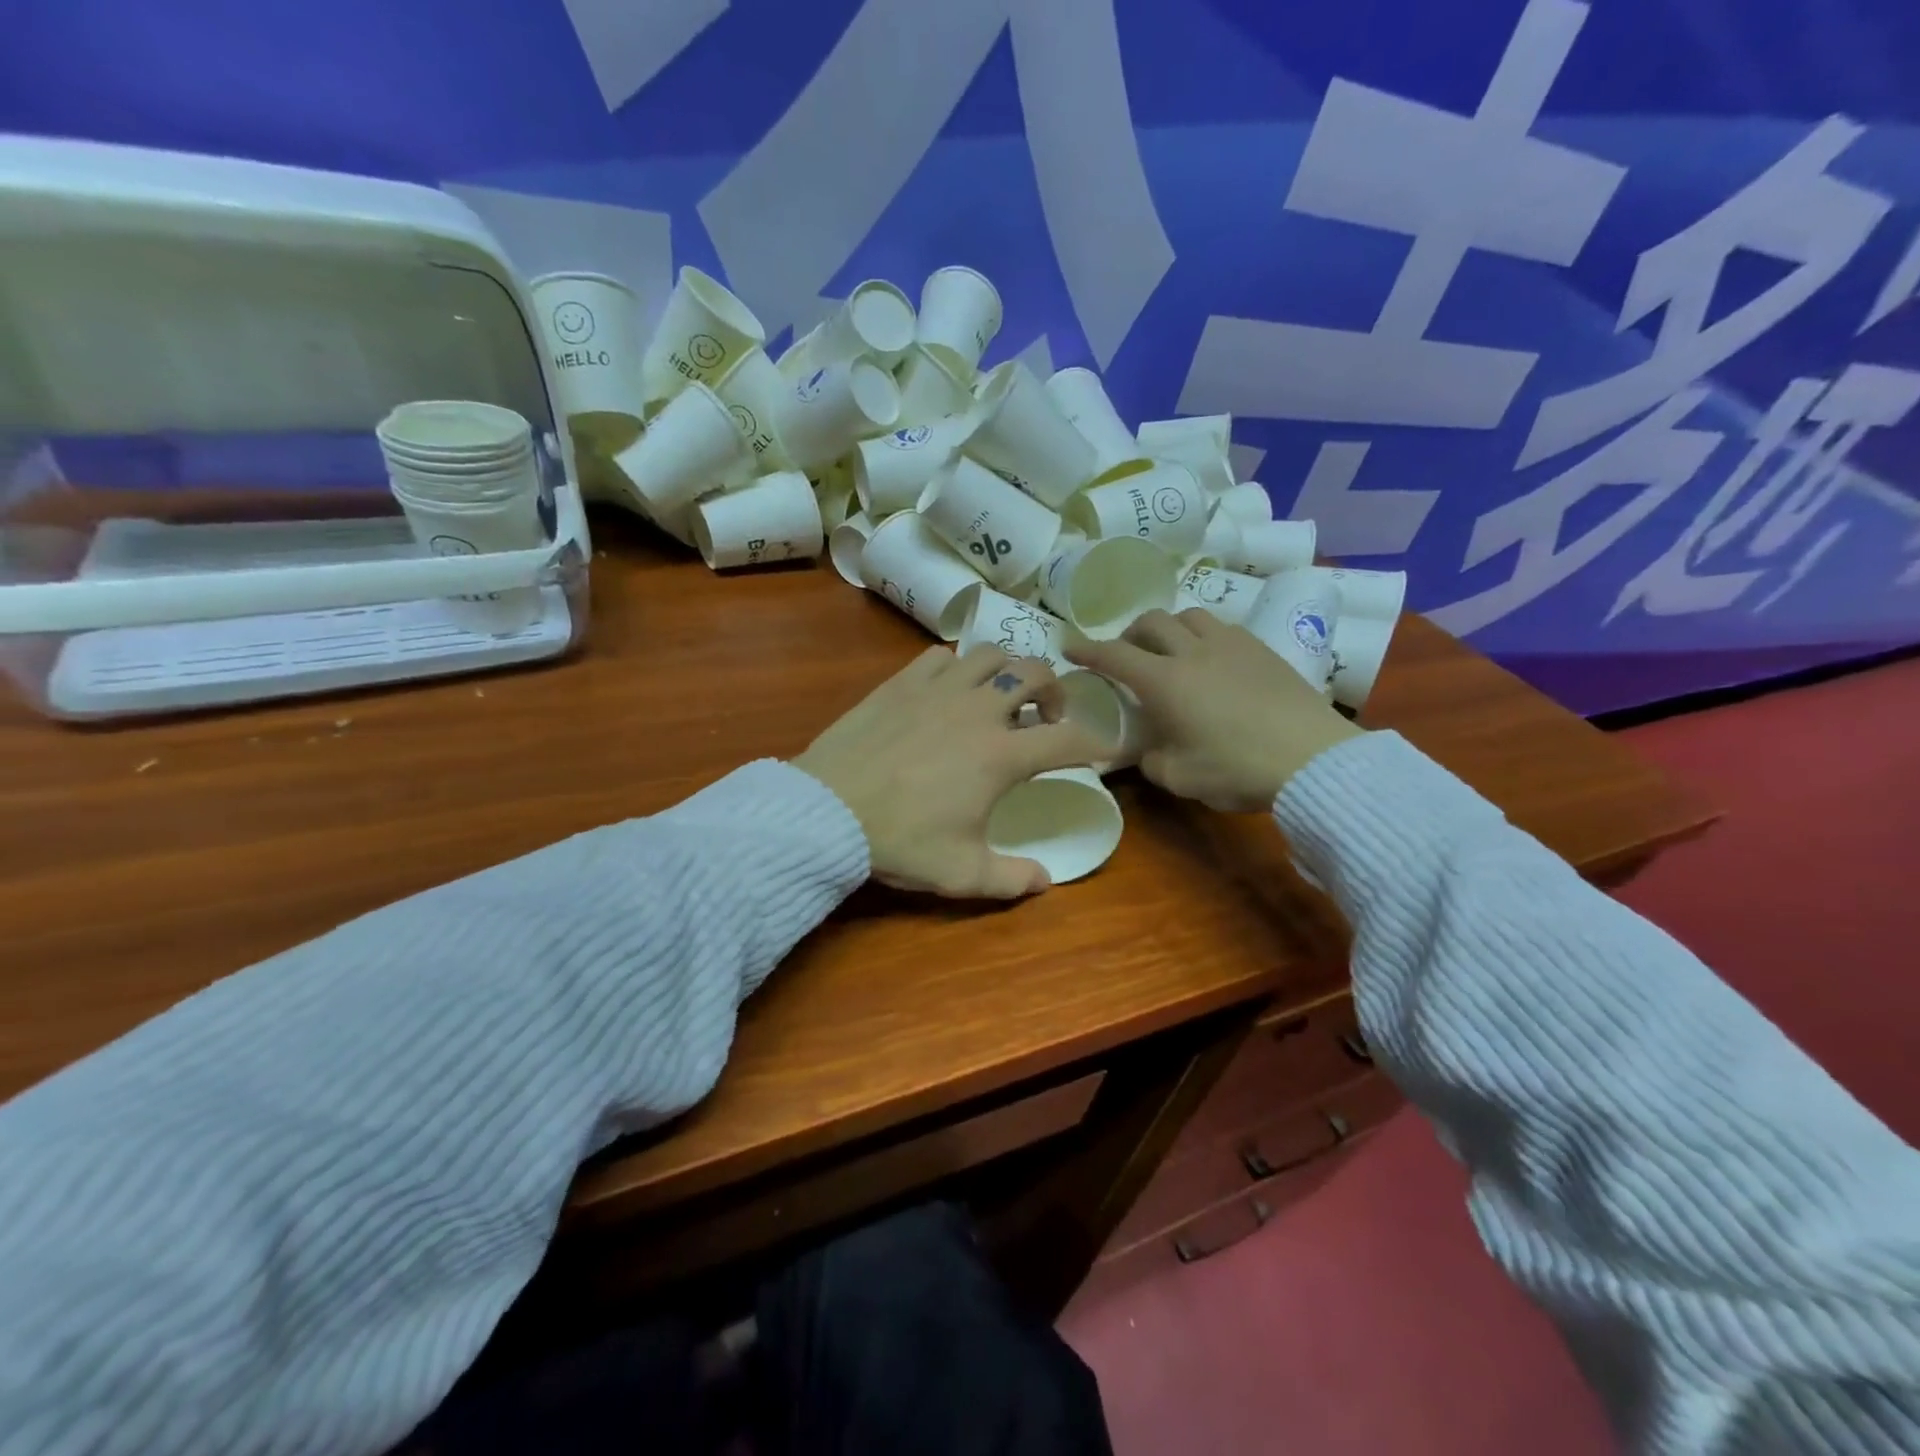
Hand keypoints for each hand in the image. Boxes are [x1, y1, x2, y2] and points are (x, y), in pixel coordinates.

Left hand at [793, 646, 1104, 897]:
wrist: (828, 810)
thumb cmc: (900, 841)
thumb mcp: (961, 873)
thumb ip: (1012, 879)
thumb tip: (1047, 881)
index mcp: (1002, 755)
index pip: (1069, 740)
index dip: (1097, 744)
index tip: (1106, 750)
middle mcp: (979, 710)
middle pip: (1036, 674)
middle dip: (1055, 692)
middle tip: (1046, 718)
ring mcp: (938, 689)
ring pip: (991, 655)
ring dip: (1008, 671)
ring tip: (1001, 696)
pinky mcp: (902, 682)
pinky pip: (941, 657)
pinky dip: (957, 668)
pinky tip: (949, 690)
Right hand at [1065, 609, 1361, 812]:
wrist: (1312, 759)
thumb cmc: (1236, 769)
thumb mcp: (1179, 778)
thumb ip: (1151, 759)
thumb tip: (1147, 749)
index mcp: (1165, 682)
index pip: (1114, 655)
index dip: (1087, 649)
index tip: (1069, 646)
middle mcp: (1193, 652)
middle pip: (1152, 622)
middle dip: (1130, 634)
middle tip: (1127, 654)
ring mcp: (1232, 645)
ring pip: (1190, 616)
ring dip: (1170, 628)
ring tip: (1171, 651)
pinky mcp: (1263, 650)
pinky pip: (1223, 628)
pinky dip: (1204, 637)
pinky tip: (1212, 660)